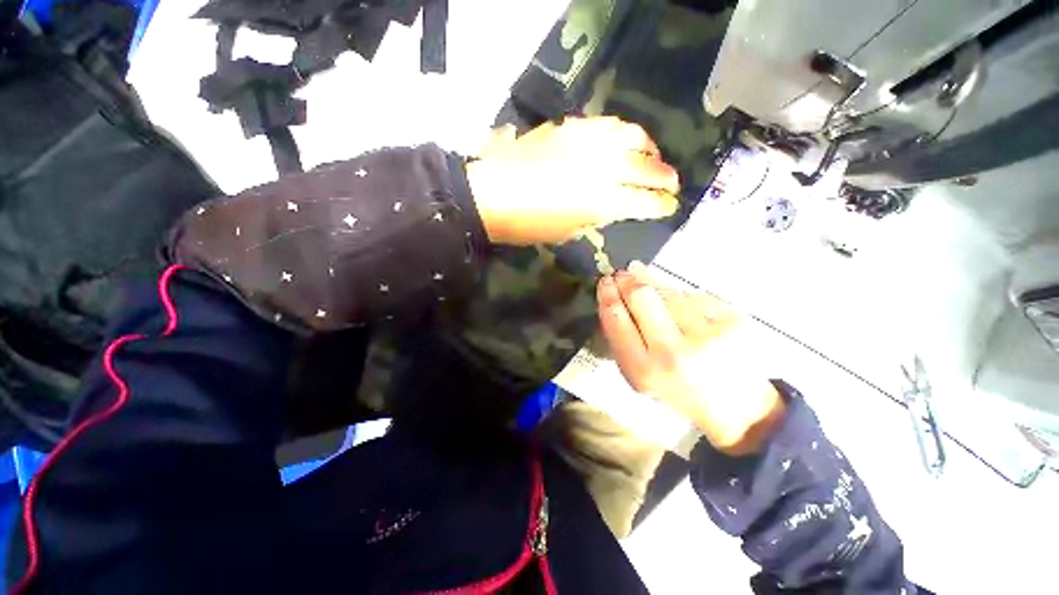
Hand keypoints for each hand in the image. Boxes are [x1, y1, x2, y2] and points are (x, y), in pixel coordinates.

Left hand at [466, 117, 679, 244]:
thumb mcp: (568, 232)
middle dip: (665, 176)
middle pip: (646, 166)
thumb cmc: (528, 225)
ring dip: (650, 148)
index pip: (643, 201)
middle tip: (671, 183)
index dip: (660, 204)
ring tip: (652, 158)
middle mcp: (600, 168)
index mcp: (599, 202)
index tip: (668, 206)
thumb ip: (598, 217)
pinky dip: (624, 134)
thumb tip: (617, 208)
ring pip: (633, 136)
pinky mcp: (571, 126)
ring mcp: (587, 141)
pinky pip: (609, 124)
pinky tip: (624, 143)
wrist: (491, 195)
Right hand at [597, 262, 785, 455]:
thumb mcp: (638, 375)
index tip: (605, 281)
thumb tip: (613, 296)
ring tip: (645, 282)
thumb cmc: (677, 390)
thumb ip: (622, 339)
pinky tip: (678, 302)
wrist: (735, 407)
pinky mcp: (732, 321)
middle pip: (641, 297)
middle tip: (622, 274)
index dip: (608, 295)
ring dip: (652, 283)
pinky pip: (694, 295)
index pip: (617, 319)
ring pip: (668, 291)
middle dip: (627, 280)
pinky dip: (681, 294)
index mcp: (644, 370)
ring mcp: (706, 334)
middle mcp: (673, 352)